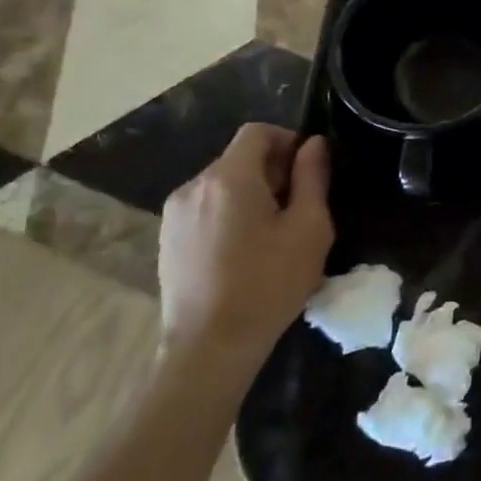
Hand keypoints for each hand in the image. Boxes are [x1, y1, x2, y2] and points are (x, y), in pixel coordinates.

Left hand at [158, 124, 334, 369]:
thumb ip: (313, 178)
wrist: (210, 348)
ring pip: (221, 185)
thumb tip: (314, 144)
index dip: (288, 140)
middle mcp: (194, 186)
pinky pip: (205, 209)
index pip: (257, 132)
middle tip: (298, 205)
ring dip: (250, 193)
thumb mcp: (309, 227)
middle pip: (238, 158)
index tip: (308, 170)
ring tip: (273, 232)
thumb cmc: (269, 283)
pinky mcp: (166, 240)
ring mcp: (174, 215)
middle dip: (272, 170)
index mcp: (229, 178)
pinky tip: (244, 251)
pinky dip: (228, 214)